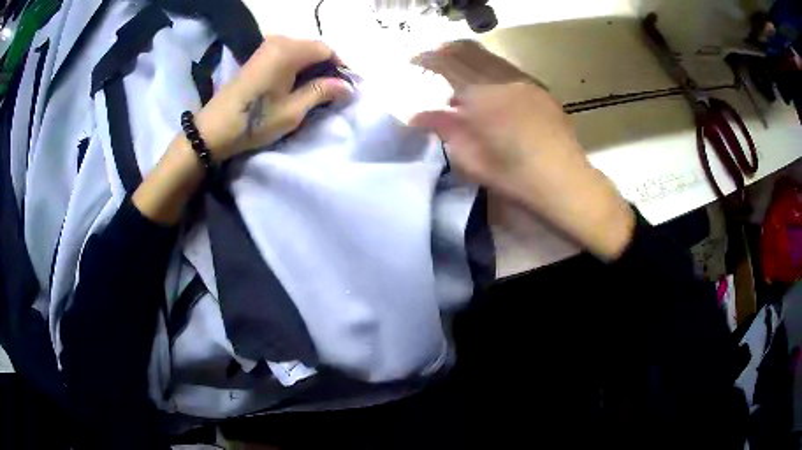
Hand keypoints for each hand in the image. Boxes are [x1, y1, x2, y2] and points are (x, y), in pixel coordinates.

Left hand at [196, 36, 353, 160]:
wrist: (214, 129)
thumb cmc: (255, 120)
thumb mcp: (293, 110)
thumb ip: (322, 92)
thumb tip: (348, 86)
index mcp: (289, 50)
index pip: (326, 50)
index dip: (340, 67)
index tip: (346, 88)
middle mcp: (279, 41)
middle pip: (314, 48)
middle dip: (326, 68)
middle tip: (333, 92)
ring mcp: (266, 47)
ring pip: (301, 51)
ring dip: (312, 68)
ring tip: (316, 91)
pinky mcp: (258, 57)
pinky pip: (287, 55)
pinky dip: (297, 68)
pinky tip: (297, 85)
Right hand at [412, 41, 634, 259]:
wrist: (565, 182)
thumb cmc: (515, 176)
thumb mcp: (471, 159)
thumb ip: (444, 129)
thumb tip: (417, 114)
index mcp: (483, 96)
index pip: (447, 64)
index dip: (426, 58)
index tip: (412, 59)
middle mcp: (504, 79)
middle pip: (469, 51)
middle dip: (446, 50)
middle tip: (431, 58)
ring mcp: (526, 81)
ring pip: (490, 57)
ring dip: (469, 58)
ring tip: (457, 71)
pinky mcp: (540, 89)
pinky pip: (508, 68)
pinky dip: (489, 69)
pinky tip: (488, 87)